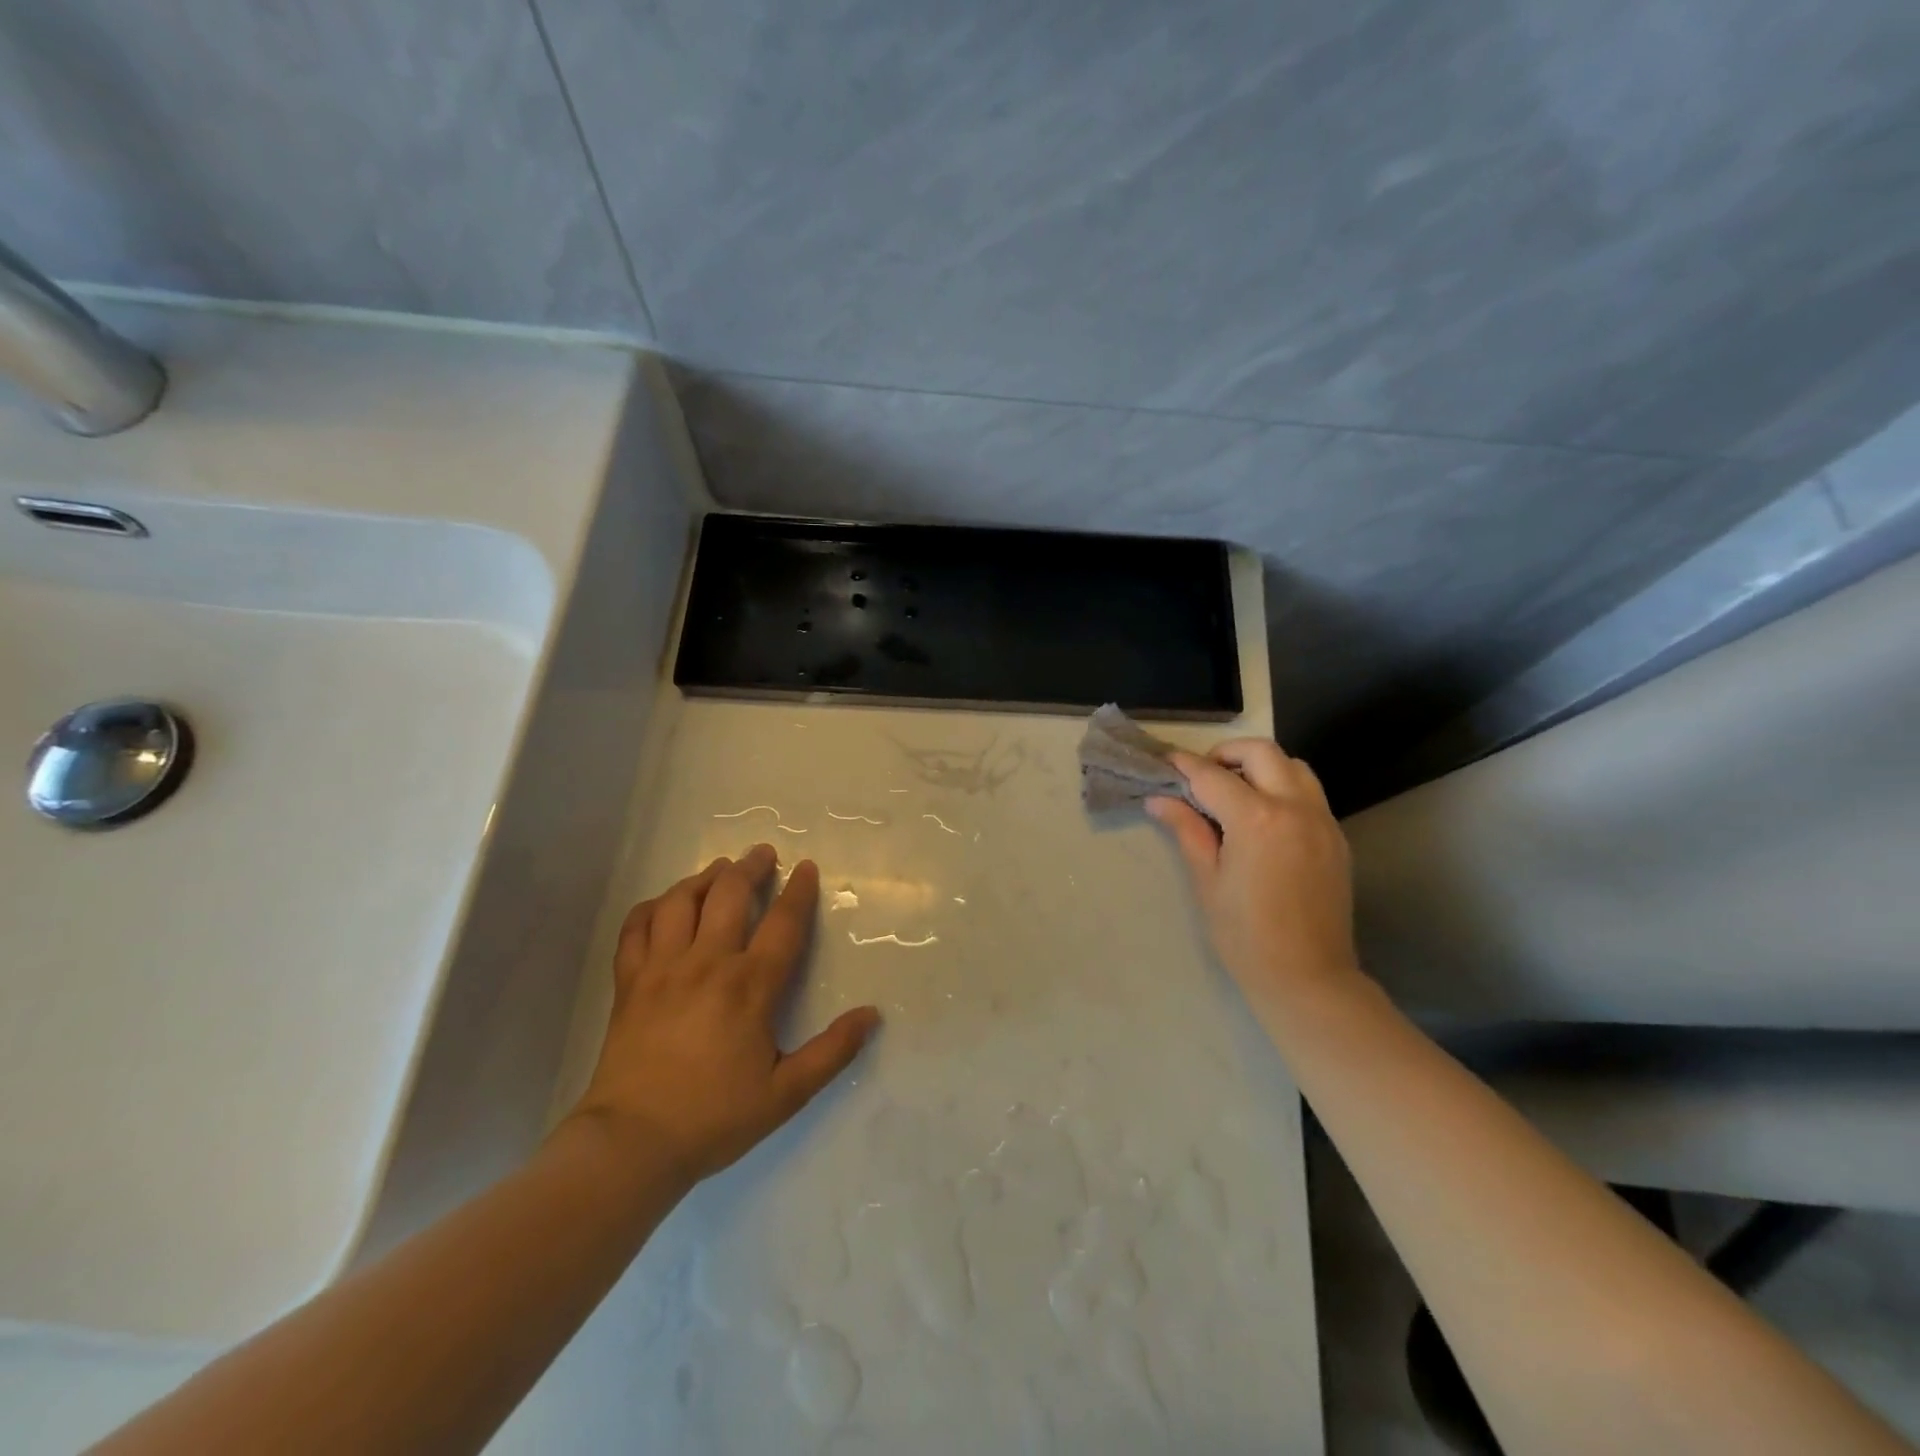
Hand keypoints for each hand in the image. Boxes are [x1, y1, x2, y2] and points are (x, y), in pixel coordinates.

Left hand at [565, 845, 879, 1183]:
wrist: (631, 1144)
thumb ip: (832, 1051)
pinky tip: (663, 905)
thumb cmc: (714, 1118)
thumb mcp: (786, 1093)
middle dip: (750, 867)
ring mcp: (662, 969)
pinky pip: (636, 928)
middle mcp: (707, 963)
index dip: (798, 891)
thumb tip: (872, 1015)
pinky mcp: (629, 983)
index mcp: (749, 986)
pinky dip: (651, 908)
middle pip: (729, 895)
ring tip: (719, 869)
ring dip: (703, 878)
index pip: (782, 923)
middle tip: (763, 854)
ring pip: (681, 901)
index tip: (806, 867)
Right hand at [1147, 740, 1363, 1018]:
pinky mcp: (1337, 838)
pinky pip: (1310, 794)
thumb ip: (1187, 830)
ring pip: (1294, 766)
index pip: (1213, 776)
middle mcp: (1295, 808)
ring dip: (1262, 766)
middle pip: (1261, 752)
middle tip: (1203, 775)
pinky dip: (1284, 789)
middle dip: (1227, 754)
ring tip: (1237, 792)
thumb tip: (1159, 799)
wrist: (1308, 978)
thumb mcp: (1207, 880)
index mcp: (1256, 819)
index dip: (1185, 766)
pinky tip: (1264, 819)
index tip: (1166, 762)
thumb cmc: (1244, 935)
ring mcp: (1322, 821)